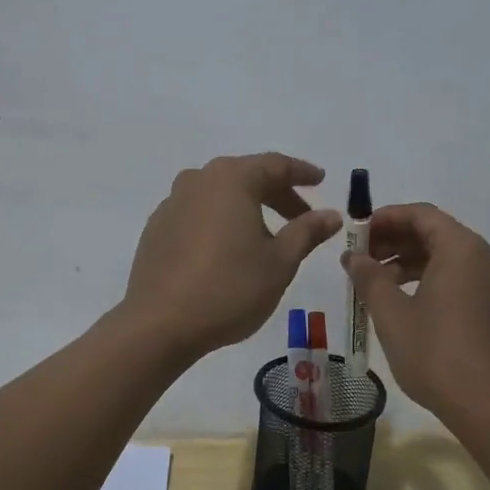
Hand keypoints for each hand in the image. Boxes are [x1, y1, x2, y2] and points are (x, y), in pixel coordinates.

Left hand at [123, 154, 342, 358]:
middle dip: (276, 192)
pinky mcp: (157, 227)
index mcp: (232, 180)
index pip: (275, 165)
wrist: (159, 324)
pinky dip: (220, 219)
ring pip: (220, 193)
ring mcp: (173, 202)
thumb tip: (331, 214)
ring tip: (266, 233)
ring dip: (247, 205)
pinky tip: (228, 247)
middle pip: (246, 175)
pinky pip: (198, 211)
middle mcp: (199, 180)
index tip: (320, 180)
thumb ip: (307, 231)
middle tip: (300, 214)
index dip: (301, 172)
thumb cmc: (229, 288)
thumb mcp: (280, 262)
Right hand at [343, 203, 489, 434]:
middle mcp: (481, 257)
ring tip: (371, 282)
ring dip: (405, 261)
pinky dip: (424, 279)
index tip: (355, 232)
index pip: (420, 214)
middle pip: (432, 232)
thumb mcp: (392, 314)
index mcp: (461, 248)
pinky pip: (454, 277)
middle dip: (392, 239)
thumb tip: (353, 256)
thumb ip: (369, 277)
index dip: (385, 217)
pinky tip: (398, 302)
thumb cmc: (438, 354)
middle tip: (358, 257)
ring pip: (442, 256)